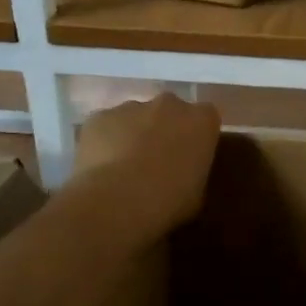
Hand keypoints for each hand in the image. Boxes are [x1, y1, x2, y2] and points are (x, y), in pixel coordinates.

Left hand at [70, 93, 221, 236]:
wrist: (119, 201)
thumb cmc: (169, 200)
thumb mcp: (197, 193)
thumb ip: (193, 171)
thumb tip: (182, 173)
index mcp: (202, 120)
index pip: (206, 118)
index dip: (196, 136)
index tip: (190, 155)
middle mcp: (169, 104)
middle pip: (169, 111)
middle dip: (165, 129)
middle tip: (158, 160)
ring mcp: (131, 106)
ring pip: (135, 117)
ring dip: (133, 134)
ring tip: (124, 168)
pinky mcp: (99, 116)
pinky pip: (106, 126)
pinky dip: (104, 141)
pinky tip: (101, 168)